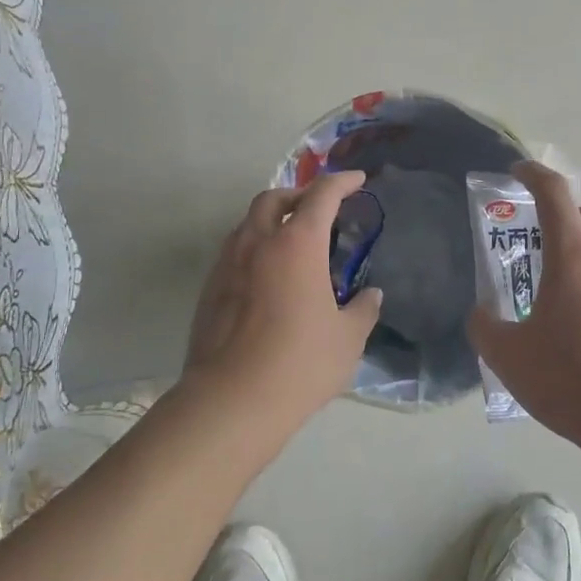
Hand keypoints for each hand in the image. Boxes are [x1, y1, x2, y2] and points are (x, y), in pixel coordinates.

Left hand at [183, 171, 383, 431]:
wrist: (231, 400)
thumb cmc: (300, 363)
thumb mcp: (347, 339)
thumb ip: (362, 310)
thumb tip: (371, 296)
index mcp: (297, 244)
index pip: (321, 195)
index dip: (341, 182)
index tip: (357, 179)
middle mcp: (257, 242)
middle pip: (274, 197)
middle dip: (298, 194)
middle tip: (319, 209)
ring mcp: (227, 264)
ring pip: (248, 223)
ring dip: (272, 220)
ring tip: (292, 244)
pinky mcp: (209, 289)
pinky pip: (234, 252)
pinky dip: (254, 249)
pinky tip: (268, 278)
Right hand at [468, 162, 580, 448]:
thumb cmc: (571, 380)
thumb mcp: (508, 357)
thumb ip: (486, 327)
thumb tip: (481, 314)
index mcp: (574, 257)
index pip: (554, 194)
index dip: (533, 175)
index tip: (519, 173)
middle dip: (578, 215)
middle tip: (555, 244)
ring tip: (574, 299)